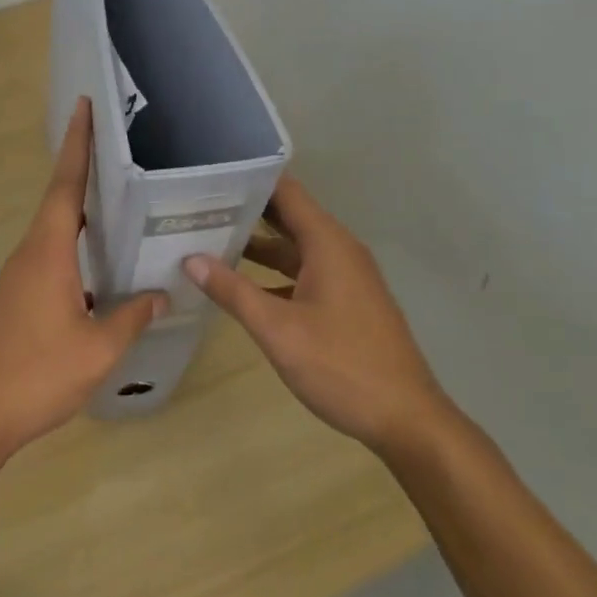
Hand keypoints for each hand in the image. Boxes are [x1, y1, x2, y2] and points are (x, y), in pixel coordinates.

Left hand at [0, 98, 166, 456]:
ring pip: (54, 230)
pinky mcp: (17, 298)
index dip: (77, 144)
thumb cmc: (37, 374)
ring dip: (80, 209)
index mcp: (48, 253)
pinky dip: (75, 245)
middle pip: (59, 199)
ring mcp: (19, 277)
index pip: (65, 185)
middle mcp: (30, 254)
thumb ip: (131, 318)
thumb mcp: (97, 350)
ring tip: (117, 199)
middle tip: (118, 146)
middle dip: (83, 168)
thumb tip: (159, 294)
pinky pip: (51, 256)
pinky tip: (99, 265)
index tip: (84, 106)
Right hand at [184, 177, 447, 453]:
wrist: (406, 419)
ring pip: (295, 247)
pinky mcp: (346, 301)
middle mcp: (339, 250)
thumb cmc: (341, 366)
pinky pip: (304, 271)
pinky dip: (273, 271)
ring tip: (209, 237)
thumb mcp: (277, 329)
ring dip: (257, 243)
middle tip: (197, 205)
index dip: (250, 180)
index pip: (286, 192)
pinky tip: (241, 284)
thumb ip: (233, 291)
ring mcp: (346, 277)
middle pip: (288, 216)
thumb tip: (190, 259)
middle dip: (246, 210)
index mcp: (328, 244)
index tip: (210, 177)